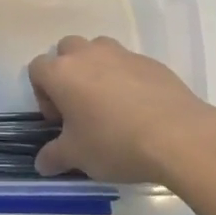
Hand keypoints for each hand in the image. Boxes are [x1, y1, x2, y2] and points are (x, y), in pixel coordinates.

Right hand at [28, 35, 215, 184]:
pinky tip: (139, 109)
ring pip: (99, 50)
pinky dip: (126, 79)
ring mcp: (122, 54)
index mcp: (62, 72)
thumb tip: (42, 164)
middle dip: (68, 73)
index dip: (42, 94)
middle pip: (67, 50)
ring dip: (97, 69)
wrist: (179, 137)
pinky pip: (129, 64)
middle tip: (80, 107)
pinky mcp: (151, 62)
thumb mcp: (77, 156)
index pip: (37, 69)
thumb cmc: (114, 143)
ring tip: (110, 104)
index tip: (59, 121)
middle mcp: (89, 54)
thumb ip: (53, 157)